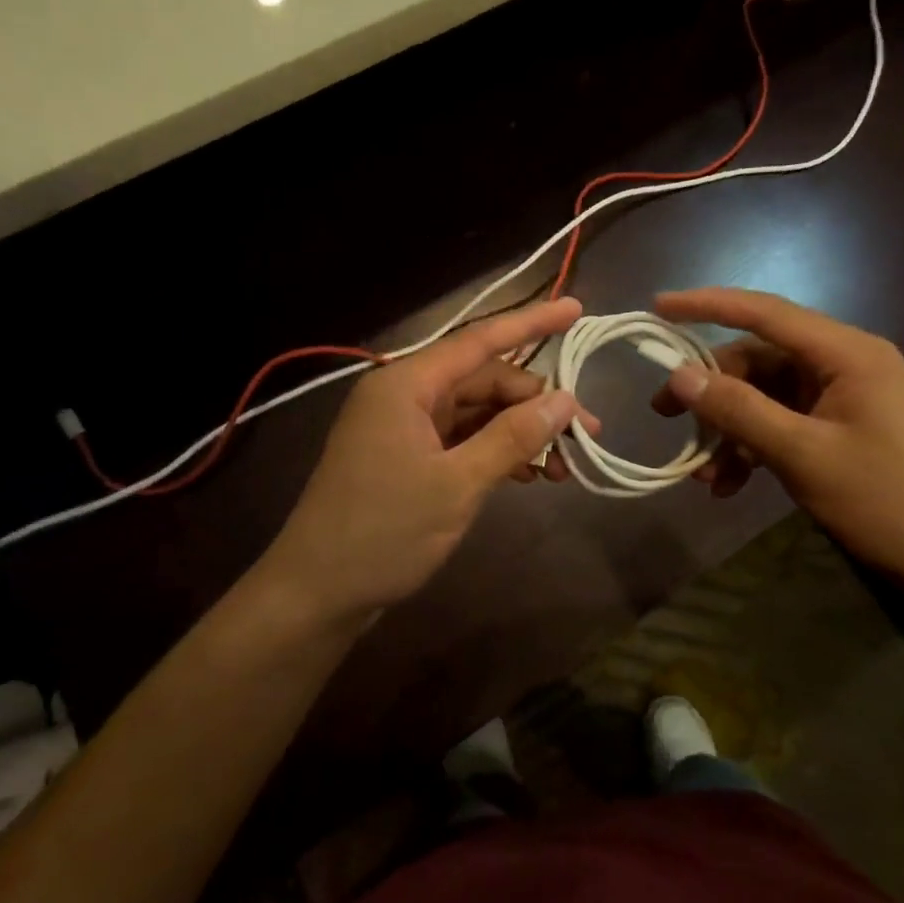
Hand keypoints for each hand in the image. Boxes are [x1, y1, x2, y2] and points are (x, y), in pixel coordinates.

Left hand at [262, 298, 598, 619]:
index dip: (532, 324)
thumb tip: (565, 401)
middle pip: (483, 382)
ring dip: (520, 434)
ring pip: (476, 413)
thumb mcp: (458, 484)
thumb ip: (513, 437)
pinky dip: (495, 453)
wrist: (318, 593)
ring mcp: (403, 427)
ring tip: (563, 467)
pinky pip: (461, 439)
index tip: (576, 309)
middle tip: (585, 436)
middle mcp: (404, 395)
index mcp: (407, 384)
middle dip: (536, 404)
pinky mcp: (406, 457)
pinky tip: (527, 476)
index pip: (480, 341)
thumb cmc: (384, 532)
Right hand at [652, 288, 903, 592]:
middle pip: (759, 359)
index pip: (766, 313)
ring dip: (729, 429)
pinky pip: (782, 423)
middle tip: (664, 415)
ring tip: (701, 472)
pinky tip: (729, 484)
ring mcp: (843, 397)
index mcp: (847, 353)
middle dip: (712, 390)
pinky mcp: (840, 428)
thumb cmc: (884, 501)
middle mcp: (844, 364)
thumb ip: (739, 410)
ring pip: (765, 396)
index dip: (708, 305)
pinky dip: (752, 447)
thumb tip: (680, 375)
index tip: (659, 306)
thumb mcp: (802, 454)